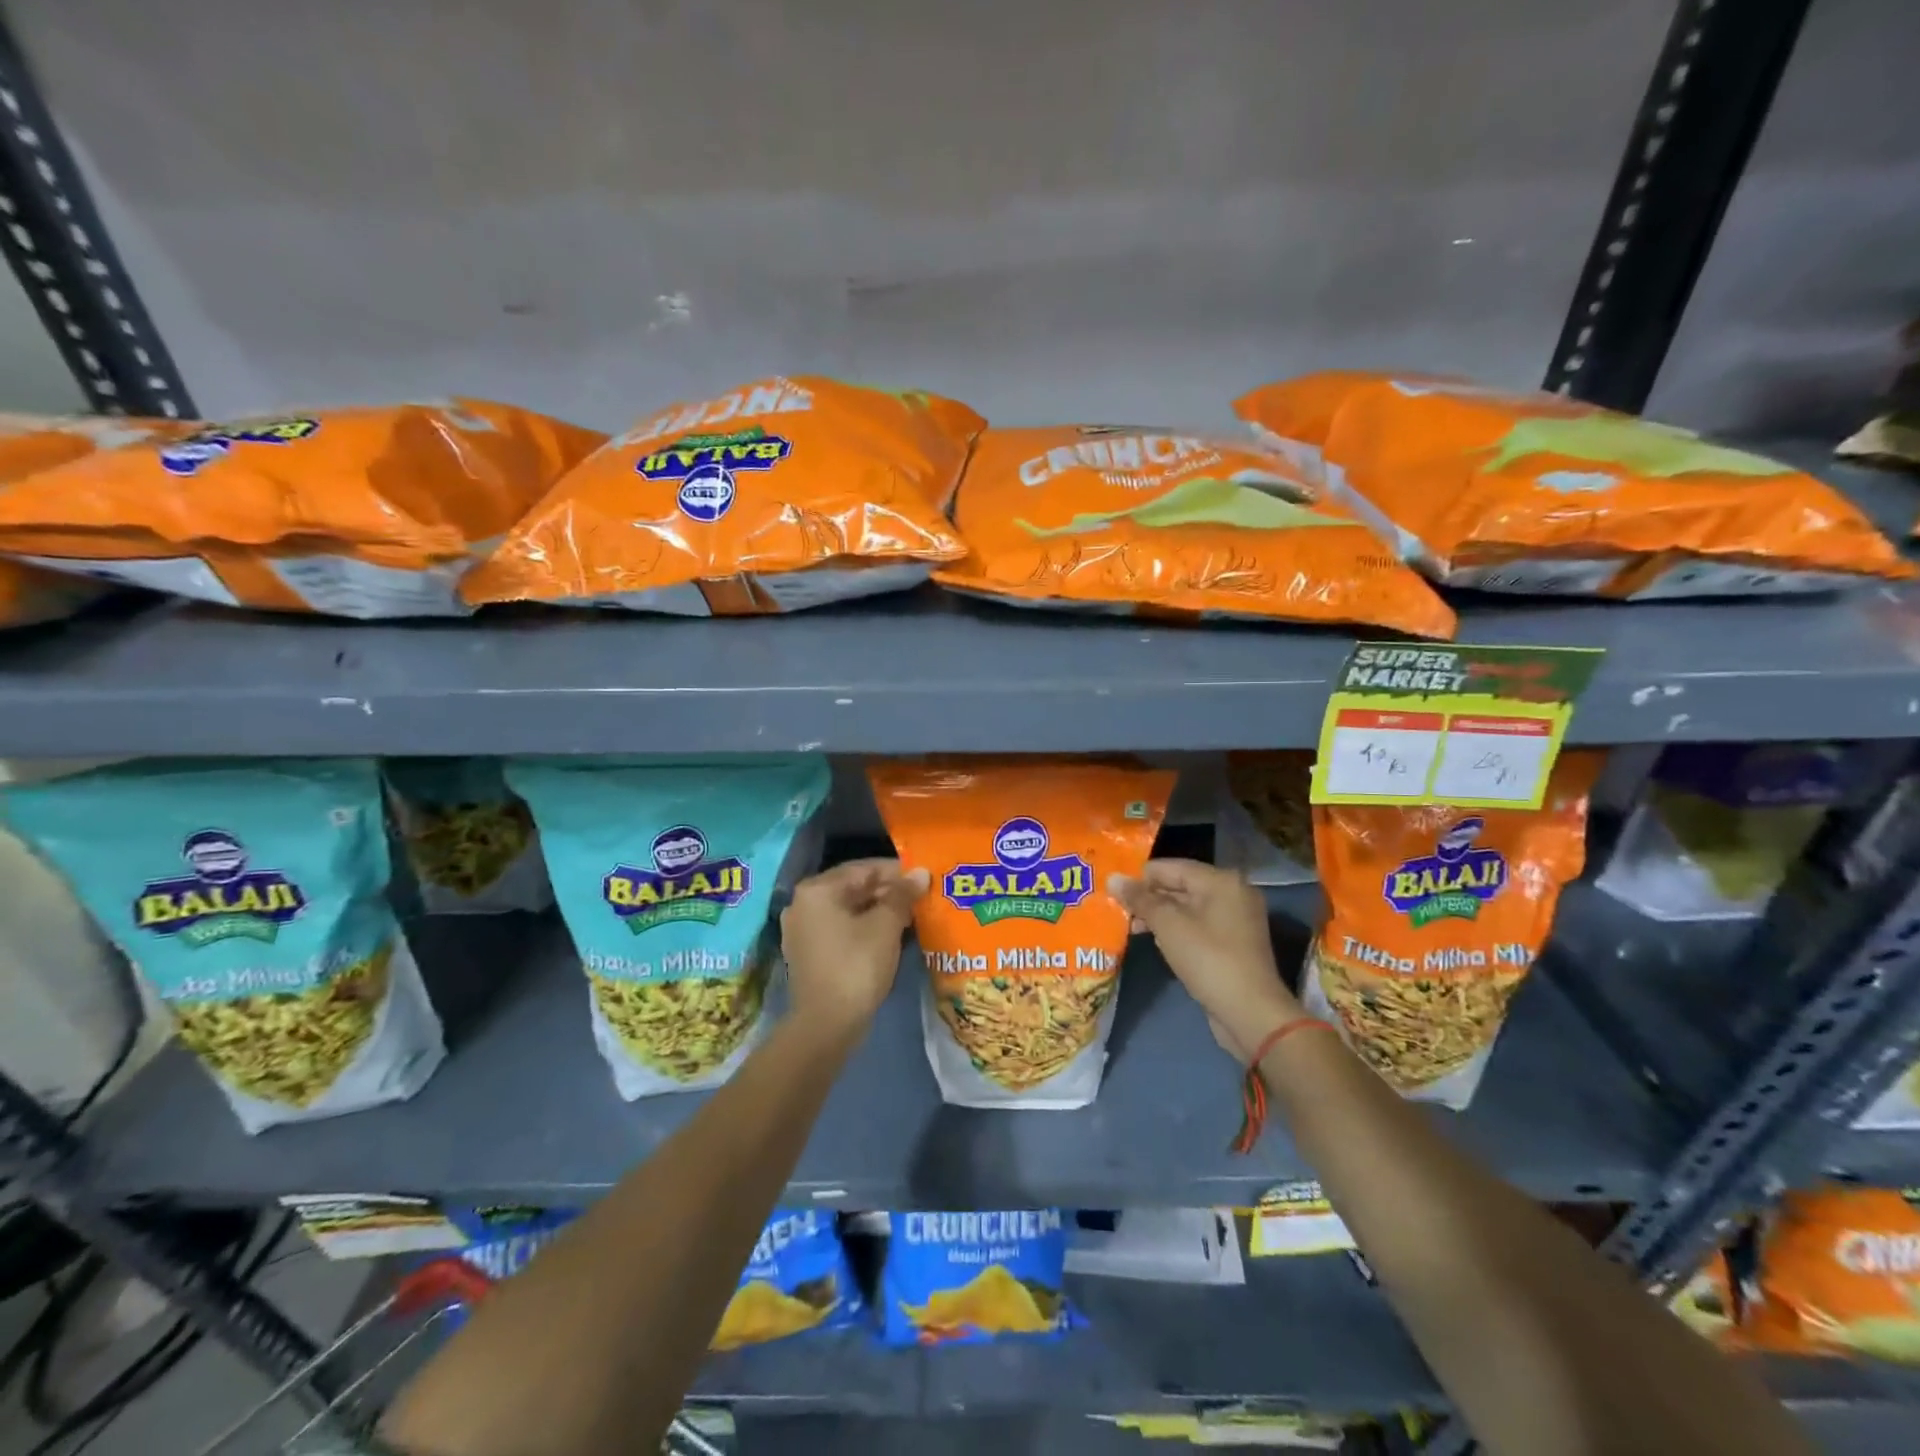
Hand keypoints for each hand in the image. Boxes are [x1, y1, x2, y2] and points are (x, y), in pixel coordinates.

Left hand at [780, 859, 928, 1034]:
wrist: (826, 1026)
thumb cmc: (856, 966)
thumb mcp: (885, 926)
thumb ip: (903, 894)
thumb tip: (921, 873)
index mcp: (817, 889)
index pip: (864, 868)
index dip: (897, 872)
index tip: (924, 879)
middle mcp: (803, 903)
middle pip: (854, 887)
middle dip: (889, 892)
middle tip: (921, 899)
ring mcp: (801, 930)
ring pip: (848, 910)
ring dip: (878, 911)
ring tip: (911, 917)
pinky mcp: (808, 953)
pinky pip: (840, 929)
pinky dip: (864, 928)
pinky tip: (890, 937)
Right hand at [1108, 859, 1303, 1060]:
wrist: (1250, 1012)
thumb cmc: (1207, 959)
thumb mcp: (1168, 925)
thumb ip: (1140, 899)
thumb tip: (1113, 878)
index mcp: (1220, 880)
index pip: (1169, 867)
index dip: (1139, 878)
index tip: (1113, 892)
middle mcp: (1233, 893)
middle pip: (1179, 885)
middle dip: (1149, 898)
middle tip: (1119, 911)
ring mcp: (1237, 919)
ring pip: (1188, 908)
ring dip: (1160, 916)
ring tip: (1132, 927)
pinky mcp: (1235, 943)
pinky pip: (1199, 926)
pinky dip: (1178, 930)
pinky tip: (1157, 942)